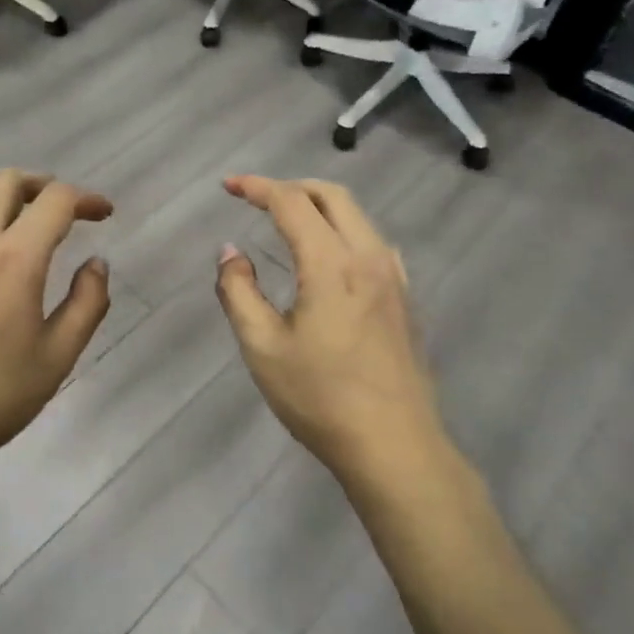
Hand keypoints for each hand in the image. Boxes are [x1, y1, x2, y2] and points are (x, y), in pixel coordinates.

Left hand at [0, 170, 113, 488]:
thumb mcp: (58, 357)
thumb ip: (87, 303)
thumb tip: (97, 264)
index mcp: (17, 257)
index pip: (56, 200)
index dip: (86, 199)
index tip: (103, 214)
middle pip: (8, 181)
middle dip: (42, 185)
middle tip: (60, 210)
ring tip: (13, 215)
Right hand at [215, 175, 446, 491]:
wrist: (396, 448)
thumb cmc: (321, 398)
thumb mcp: (262, 347)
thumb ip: (239, 291)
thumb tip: (230, 252)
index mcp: (332, 264)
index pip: (291, 203)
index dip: (257, 187)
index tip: (228, 185)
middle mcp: (368, 258)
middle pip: (332, 196)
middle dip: (291, 186)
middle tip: (256, 198)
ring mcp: (393, 278)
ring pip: (357, 216)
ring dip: (319, 206)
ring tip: (287, 221)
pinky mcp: (404, 299)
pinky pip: (372, 241)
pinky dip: (342, 229)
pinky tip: (328, 257)